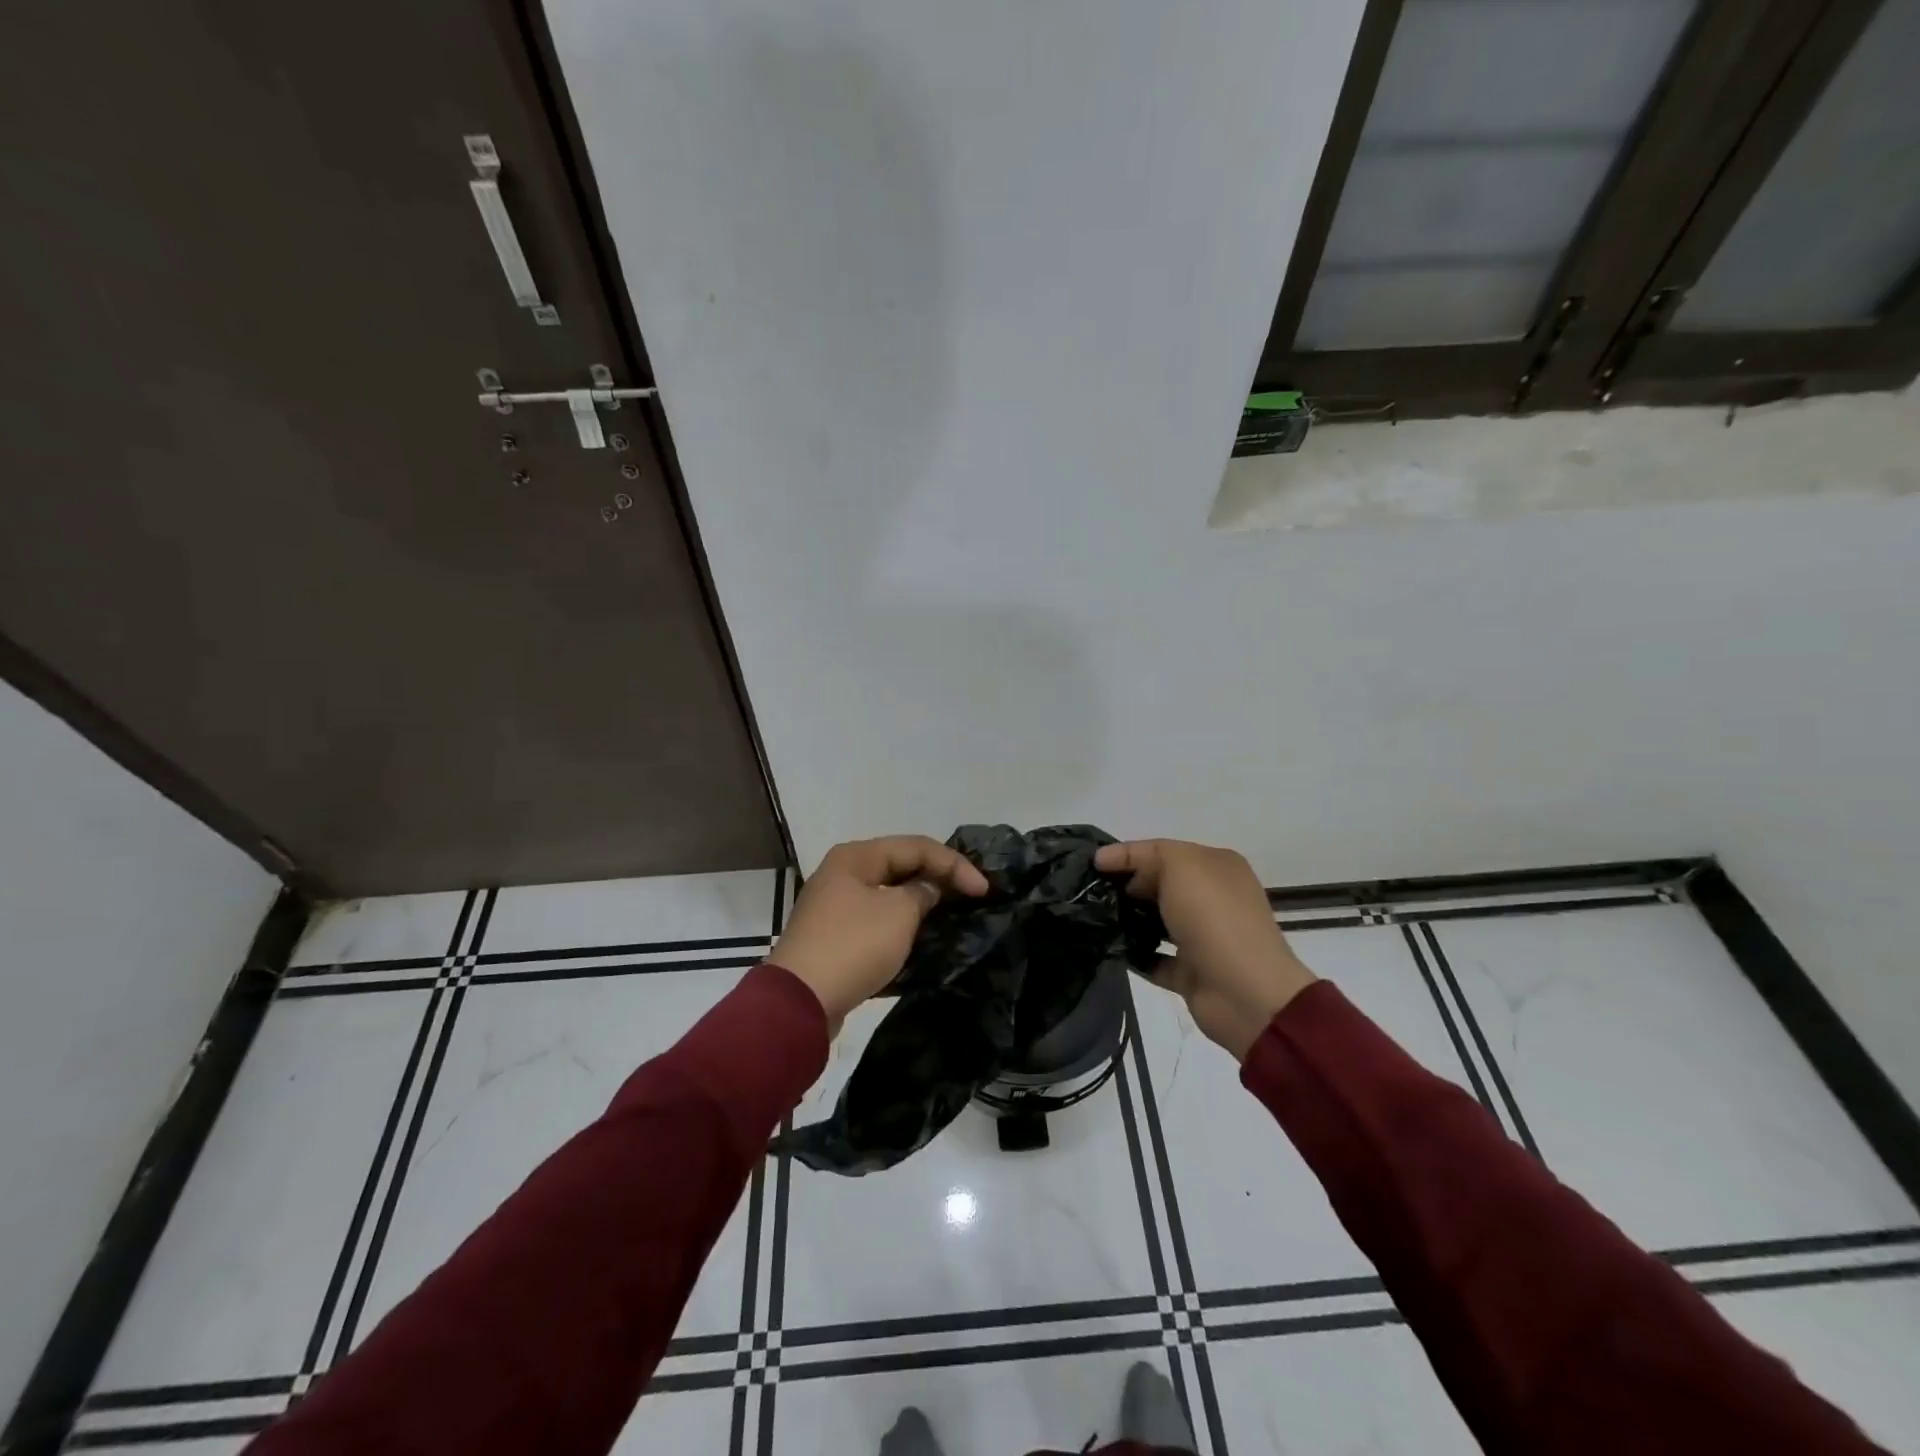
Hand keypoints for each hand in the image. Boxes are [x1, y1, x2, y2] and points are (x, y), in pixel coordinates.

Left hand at [772, 836, 989, 1033]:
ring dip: (921, 899)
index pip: (916, 846)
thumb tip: (928, 889)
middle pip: (901, 865)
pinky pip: (878, 917)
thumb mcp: (898, 914)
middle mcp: (843, 872)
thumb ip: (923, 892)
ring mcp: (836, 905)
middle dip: (938, 877)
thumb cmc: (853, 946)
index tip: (984, 890)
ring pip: (889, 892)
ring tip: (953, 911)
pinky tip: (923, 933)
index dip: (954, 864)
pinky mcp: (836, 935)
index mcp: (856, 856)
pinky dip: (902, 921)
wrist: (799, 1003)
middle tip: (972, 895)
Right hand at [1095, 839, 1315, 1060]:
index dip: (1126, 853)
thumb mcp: (1181, 865)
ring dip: (1128, 919)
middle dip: (1126, 885)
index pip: (1163, 851)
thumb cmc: (1214, 918)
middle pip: (1159, 884)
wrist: (1245, 994)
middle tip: (1090, 891)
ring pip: (1156, 920)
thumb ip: (1148, 855)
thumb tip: (1121, 869)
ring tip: (1093, 918)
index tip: (1091, 864)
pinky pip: (1155, 958)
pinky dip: (1135, 954)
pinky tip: (1109, 948)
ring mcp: (1203, 937)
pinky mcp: (1192, 972)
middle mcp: (1213, 898)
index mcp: (1216, 866)